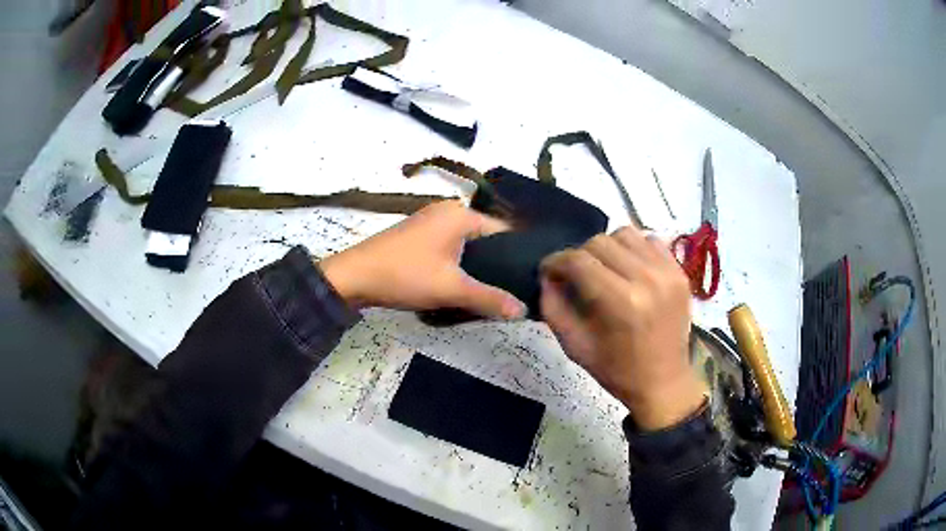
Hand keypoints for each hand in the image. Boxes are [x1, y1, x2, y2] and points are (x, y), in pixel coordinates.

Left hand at [319, 200, 525, 318]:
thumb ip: (489, 299)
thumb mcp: (451, 289)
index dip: (517, 255)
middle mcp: (447, 212)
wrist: (354, 277)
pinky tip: (463, 285)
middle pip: (485, 238)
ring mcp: (429, 223)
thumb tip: (522, 310)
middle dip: (496, 264)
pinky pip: (449, 248)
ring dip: (476, 267)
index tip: (529, 279)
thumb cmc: (405, 275)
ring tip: (492, 292)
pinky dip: (458, 265)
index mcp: (460, 214)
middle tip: (512, 291)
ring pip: (466, 245)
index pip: (503, 230)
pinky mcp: (417, 236)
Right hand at [539, 226, 706, 430]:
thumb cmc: (617, 370)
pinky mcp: (680, 272)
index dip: (555, 262)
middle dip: (579, 256)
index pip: (577, 261)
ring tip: (605, 269)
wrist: (663, 382)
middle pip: (600, 242)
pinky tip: (629, 269)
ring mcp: (667, 272)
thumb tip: (547, 276)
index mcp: (620, 302)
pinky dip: (634, 249)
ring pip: (625, 234)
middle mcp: (646, 279)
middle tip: (576, 275)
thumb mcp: (574, 346)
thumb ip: (553, 307)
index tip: (548, 271)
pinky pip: (651, 241)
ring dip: (607, 248)